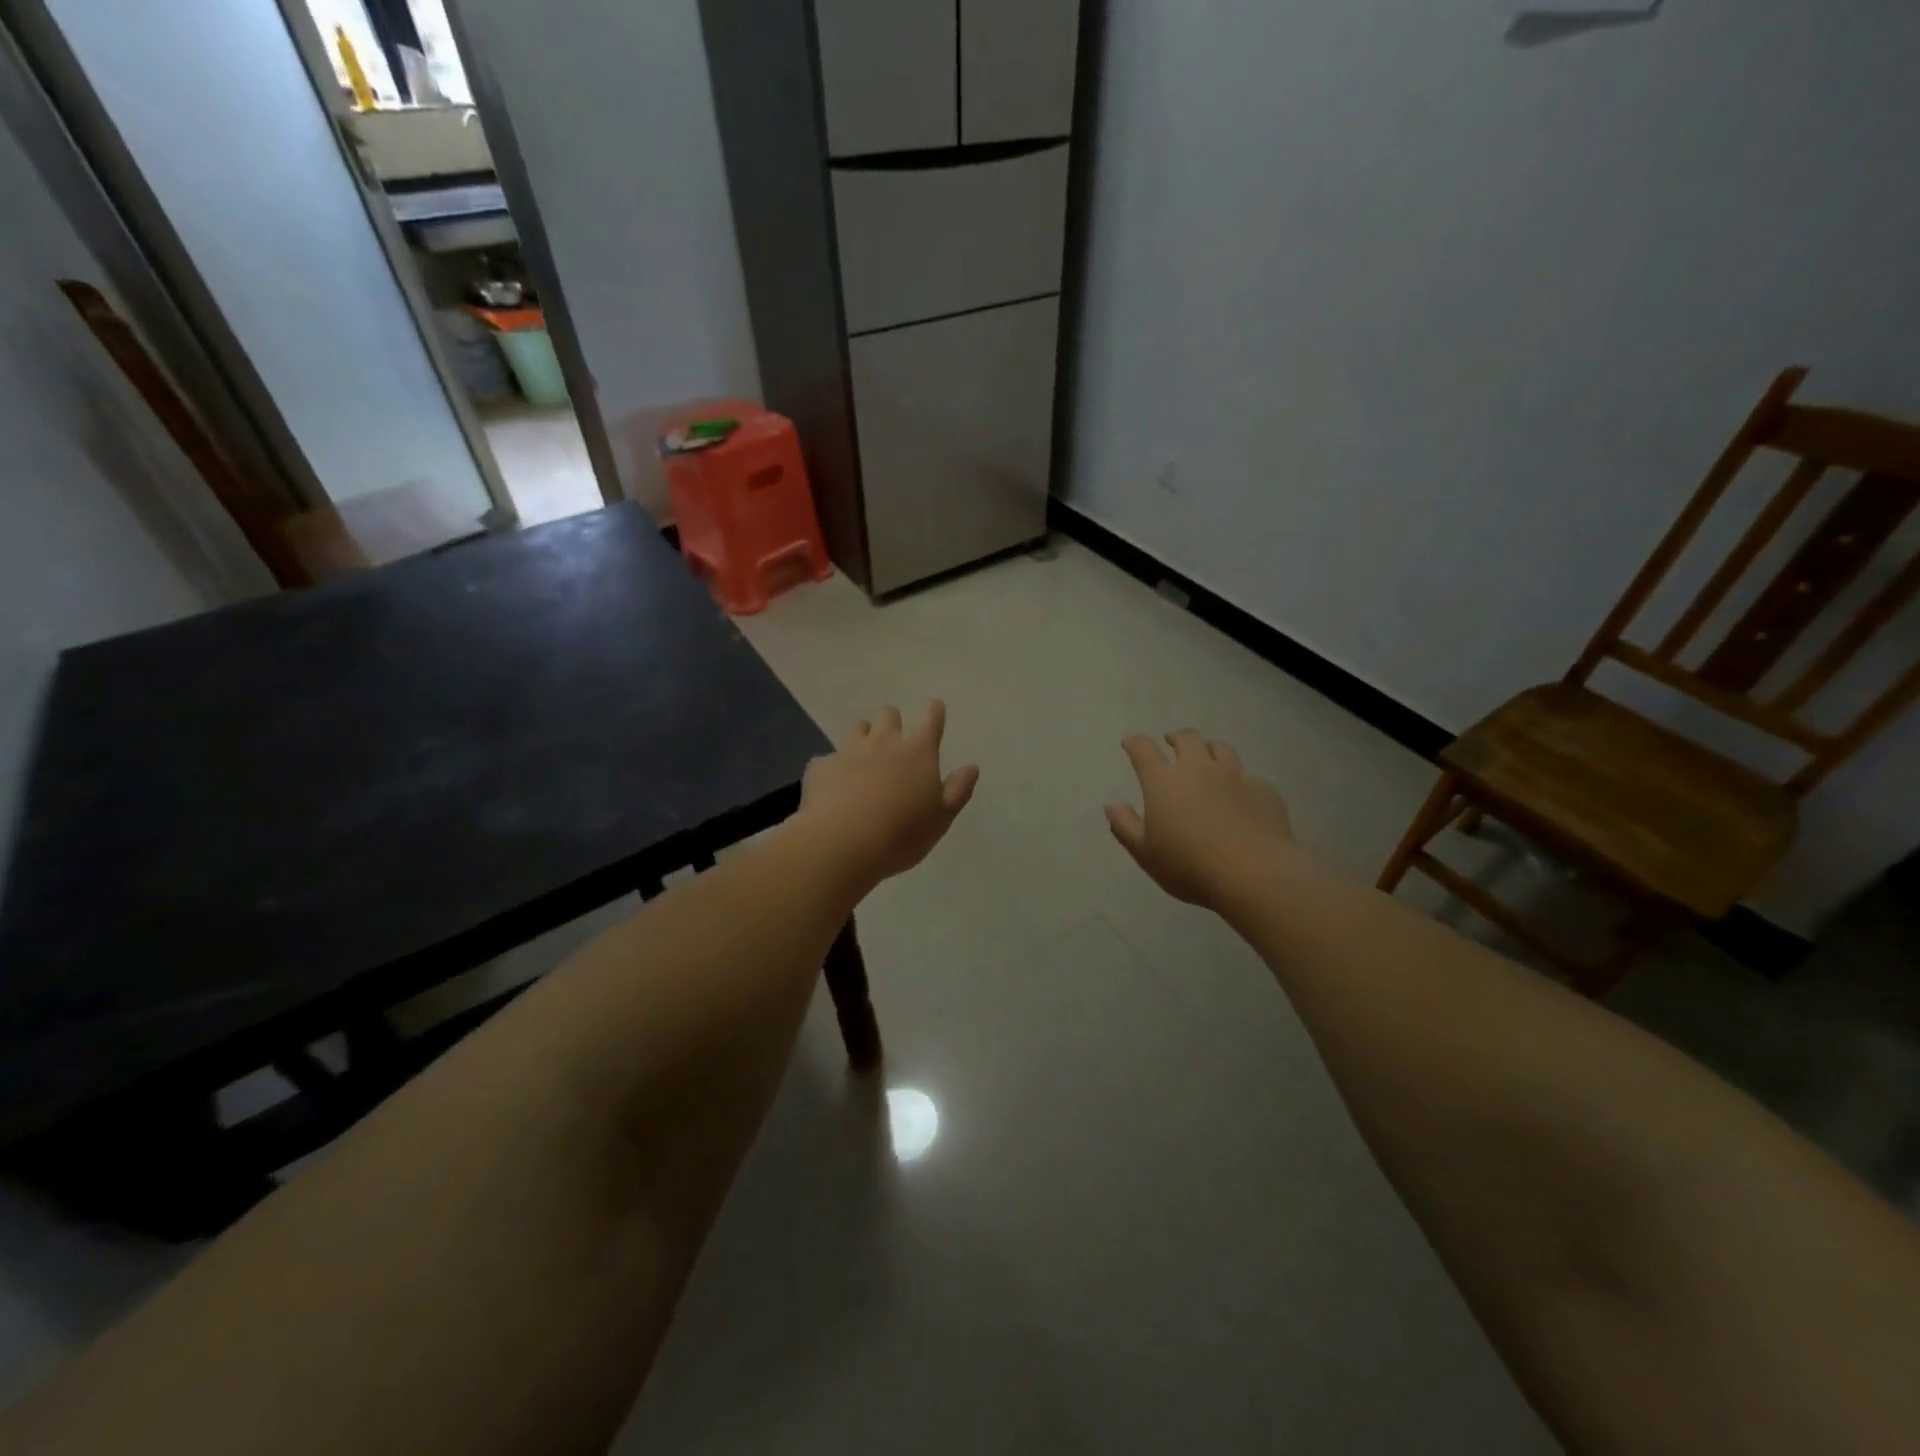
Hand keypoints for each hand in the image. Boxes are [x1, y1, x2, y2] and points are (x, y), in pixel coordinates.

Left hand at [798, 701, 979, 884]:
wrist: (843, 843)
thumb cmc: (902, 833)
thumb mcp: (941, 818)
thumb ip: (957, 790)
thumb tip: (971, 767)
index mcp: (918, 753)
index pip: (931, 721)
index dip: (934, 712)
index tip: (935, 707)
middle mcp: (883, 743)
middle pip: (888, 716)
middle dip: (893, 721)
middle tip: (894, 737)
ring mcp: (849, 752)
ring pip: (857, 729)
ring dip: (863, 736)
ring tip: (864, 755)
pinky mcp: (820, 768)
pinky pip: (828, 759)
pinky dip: (833, 767)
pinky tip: (833, 784)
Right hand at [1106, 730, 1292, 907]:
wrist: (1253, 873)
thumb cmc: (1189, 865)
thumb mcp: (1145, 853)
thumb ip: (1125, 827)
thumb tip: (1112, 806)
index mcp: (1164, 783)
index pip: (1144, 751)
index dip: (1135, 743)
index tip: (1129, 742)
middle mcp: (1199, 770)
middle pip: (1187, 739)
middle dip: (1176, 737)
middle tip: (1171, 741)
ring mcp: (1235, 777)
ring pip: (1222, 749)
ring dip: (1210, 748)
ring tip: (1208, 755)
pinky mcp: (1264, 791)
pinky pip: (1250, 777)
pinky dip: (1241, 781)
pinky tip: (1242, 793)